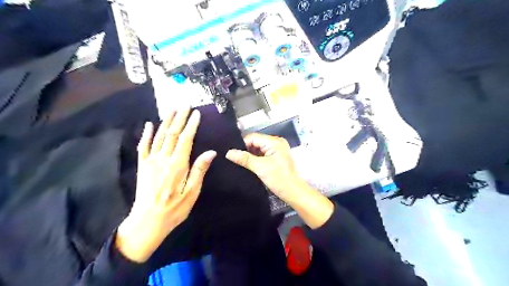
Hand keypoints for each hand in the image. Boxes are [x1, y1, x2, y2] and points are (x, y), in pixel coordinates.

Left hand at [115, 109, 216, 263]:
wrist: (147, 221)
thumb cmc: (175, 209)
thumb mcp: (192, 192)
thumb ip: (199, 170)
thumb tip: (211, 152)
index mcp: (177, 165)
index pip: (186, 140)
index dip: (191, 125)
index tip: (196, 114)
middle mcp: (163, 159)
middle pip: (172, 134)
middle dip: (180, 119)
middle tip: (186, 106)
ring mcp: (150, 161)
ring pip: (159, 136)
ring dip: (166, 121)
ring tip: (172, 110)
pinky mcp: (142, 166)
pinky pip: (143, 146)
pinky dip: (146, 134)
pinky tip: (149, 124)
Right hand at [225, 134, 300, 202]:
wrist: (294, 192)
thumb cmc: (279, 179)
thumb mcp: (260, 168)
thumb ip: (244, 159)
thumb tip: (228, 153)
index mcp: (274, 142)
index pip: (253, 137)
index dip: (241, 144)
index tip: (230, 152)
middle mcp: (276, 143)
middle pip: (255, 142)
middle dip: (245, 149)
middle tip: (232, 157)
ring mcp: (276, 150)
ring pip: (258, 149)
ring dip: (249, 155)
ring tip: (237, 161)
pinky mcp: (275, 158)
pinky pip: (262, 154)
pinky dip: (255, 159)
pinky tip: (246, 164)